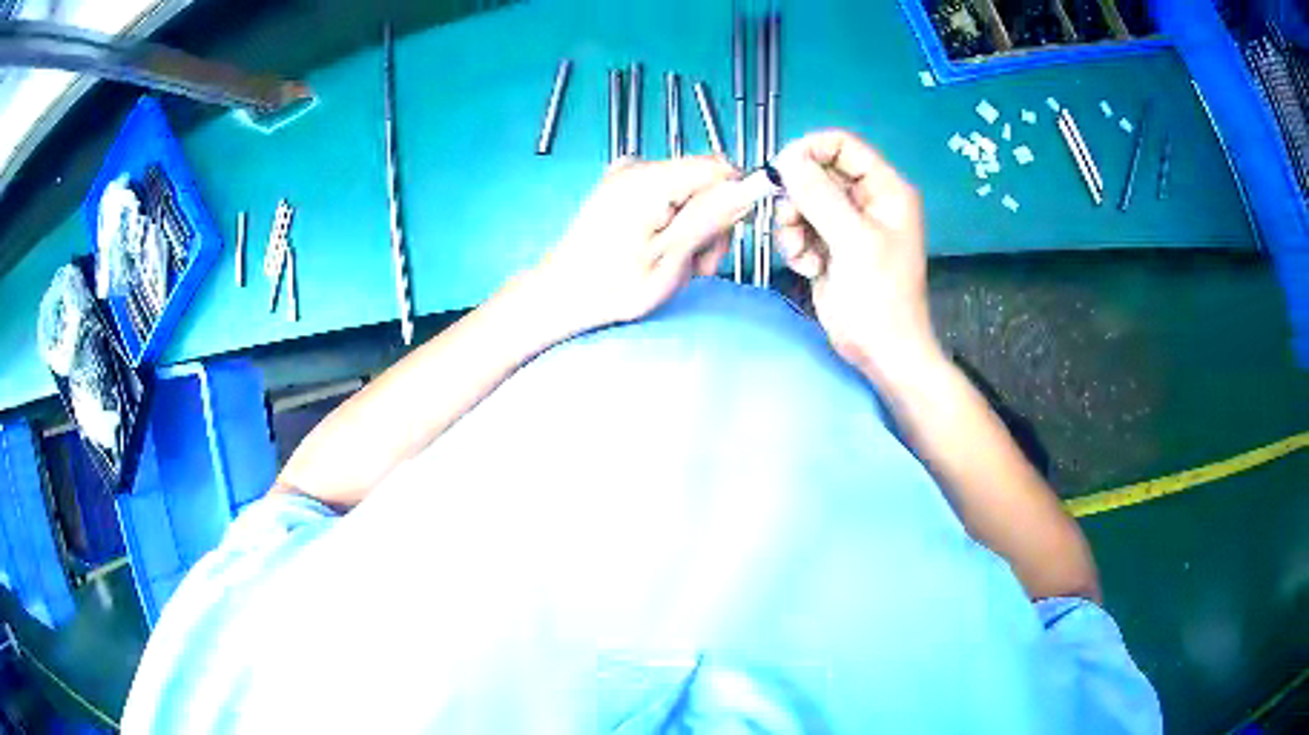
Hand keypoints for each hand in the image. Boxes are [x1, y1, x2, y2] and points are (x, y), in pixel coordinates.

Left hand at [530, 156, 756, 335]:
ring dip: (695, 229)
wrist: (561, 295)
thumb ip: (710, 219)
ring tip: (680, 265)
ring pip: (689, 191)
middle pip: (704, 179)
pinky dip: (674, 224)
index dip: (733, 197)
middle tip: (700, 263)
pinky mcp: (623, 189)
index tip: (730, 233)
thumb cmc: (610, 286)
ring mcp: (627, 177)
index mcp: (649, 180)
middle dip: (712, 222)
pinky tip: (663, 251)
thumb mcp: (671, 257)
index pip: (717, 167)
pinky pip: (668, 196)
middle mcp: (638, 168)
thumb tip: (747, 190)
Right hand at [772, 130, 942, 387]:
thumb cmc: (880, 296)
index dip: (810, 151)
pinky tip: (809, 268)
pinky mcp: (829, 246)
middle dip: (797, 198)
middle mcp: (865, 200)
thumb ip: (819, 196)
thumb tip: (785, 159)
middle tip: (789, 223)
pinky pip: (799, 228)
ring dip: (792, 226)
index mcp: (884, 189)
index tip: (781, 170)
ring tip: (801, 253)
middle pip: (816, 173)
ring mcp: (845, 224)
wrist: (881, 352)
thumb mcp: (853, 241)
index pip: (842, 146)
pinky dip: (796, 246)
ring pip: (801, 201)